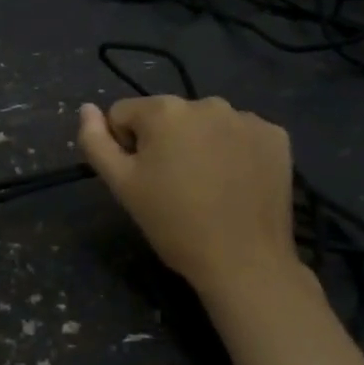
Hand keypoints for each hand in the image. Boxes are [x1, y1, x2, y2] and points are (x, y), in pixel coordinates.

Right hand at [77, 94, 316, 311]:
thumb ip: (95, 141)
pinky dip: (234, 151)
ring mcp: (246, 118)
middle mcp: (206, 102)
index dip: (126, 147)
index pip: (124, 115)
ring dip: (200, 144)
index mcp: (164, 110)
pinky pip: (240, 134)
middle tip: (175, 186)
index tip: (144, 180)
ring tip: (208, 186)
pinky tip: (237, 182)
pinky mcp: (276, 136)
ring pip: (204, 124)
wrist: (245, 262)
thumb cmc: (174, 223)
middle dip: (165, 143)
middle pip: (168, 116)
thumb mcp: (121, 185)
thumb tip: (87, 109)